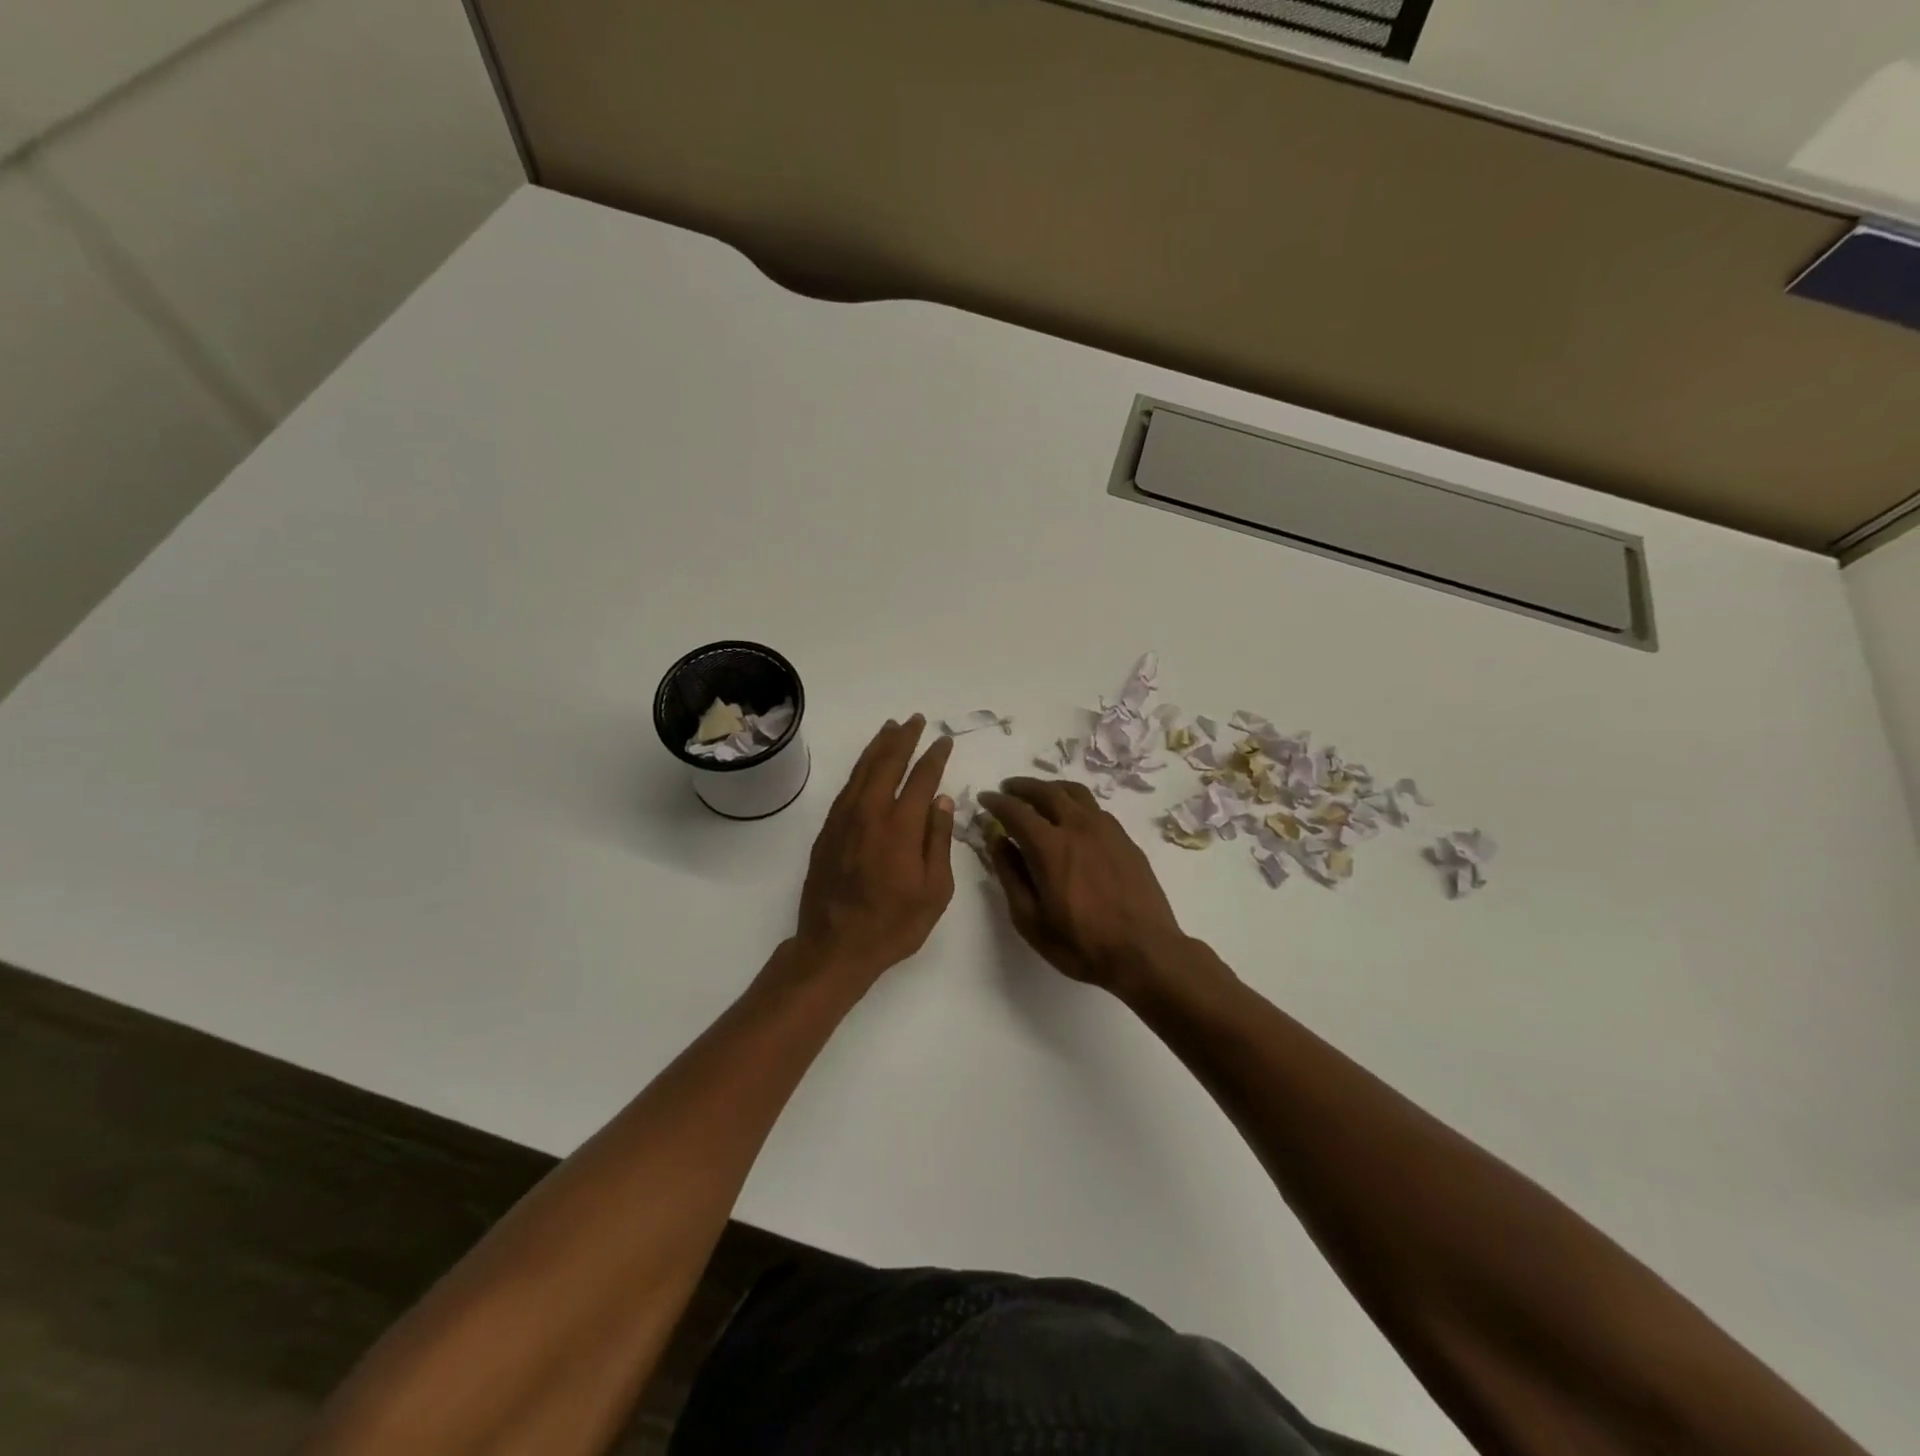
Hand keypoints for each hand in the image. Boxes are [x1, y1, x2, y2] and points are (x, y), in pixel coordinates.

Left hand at [795, 716, 955, 986]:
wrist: (835, 947)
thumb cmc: (893, 924)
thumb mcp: (934, 890)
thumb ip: (939, 841)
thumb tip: (942, 800)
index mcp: (900, 826)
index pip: (921, 778)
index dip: (934, 756)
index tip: (943, 740)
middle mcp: (870, 813)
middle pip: (887, 763)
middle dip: (904, 739)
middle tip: (915, 719)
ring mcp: (844, 819)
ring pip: (862, 770)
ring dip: (878, 746)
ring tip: (891, 728)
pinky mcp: (827, 830)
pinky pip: (846, 787)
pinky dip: (860, 768)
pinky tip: (867, 764)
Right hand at [979, 778, 1186, 994]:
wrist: (1145, 952)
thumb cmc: (1081, 943)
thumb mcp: (1030, 919)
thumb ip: (1010, 875)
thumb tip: (998, 841)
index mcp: (1050, 847)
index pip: (1016, 811)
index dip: (996, 802)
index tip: (985, 798)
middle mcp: (1079, 827)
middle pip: (1047, 791)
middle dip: (1022, 787)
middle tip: (1008, 789)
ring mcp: (1107, 829)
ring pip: (1075, 793)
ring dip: (1051, 789)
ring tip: (1039, 796)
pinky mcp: (1126, 839)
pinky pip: (1095, 808)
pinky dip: (1075, 803)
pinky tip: (1072, 818)